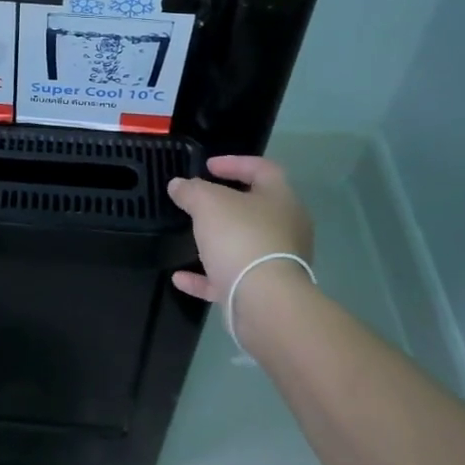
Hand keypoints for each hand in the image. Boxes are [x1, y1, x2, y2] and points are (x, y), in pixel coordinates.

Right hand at [167, 157, 313, 304]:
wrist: (264, 302)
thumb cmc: (241, 238)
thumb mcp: (208, 203)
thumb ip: (191, 190)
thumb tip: (179, 185)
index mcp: (281, 199)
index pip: (262, 169)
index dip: (234, 162)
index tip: (207, 166)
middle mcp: (285, 228)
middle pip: (254, 209)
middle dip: (225, 204)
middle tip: (198, 201)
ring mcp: (276, 262)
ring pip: (244, 244)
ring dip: (217, 241)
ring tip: (189, 237)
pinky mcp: (262, 292)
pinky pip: (230, 278)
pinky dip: (206, 277)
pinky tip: (180, 277)